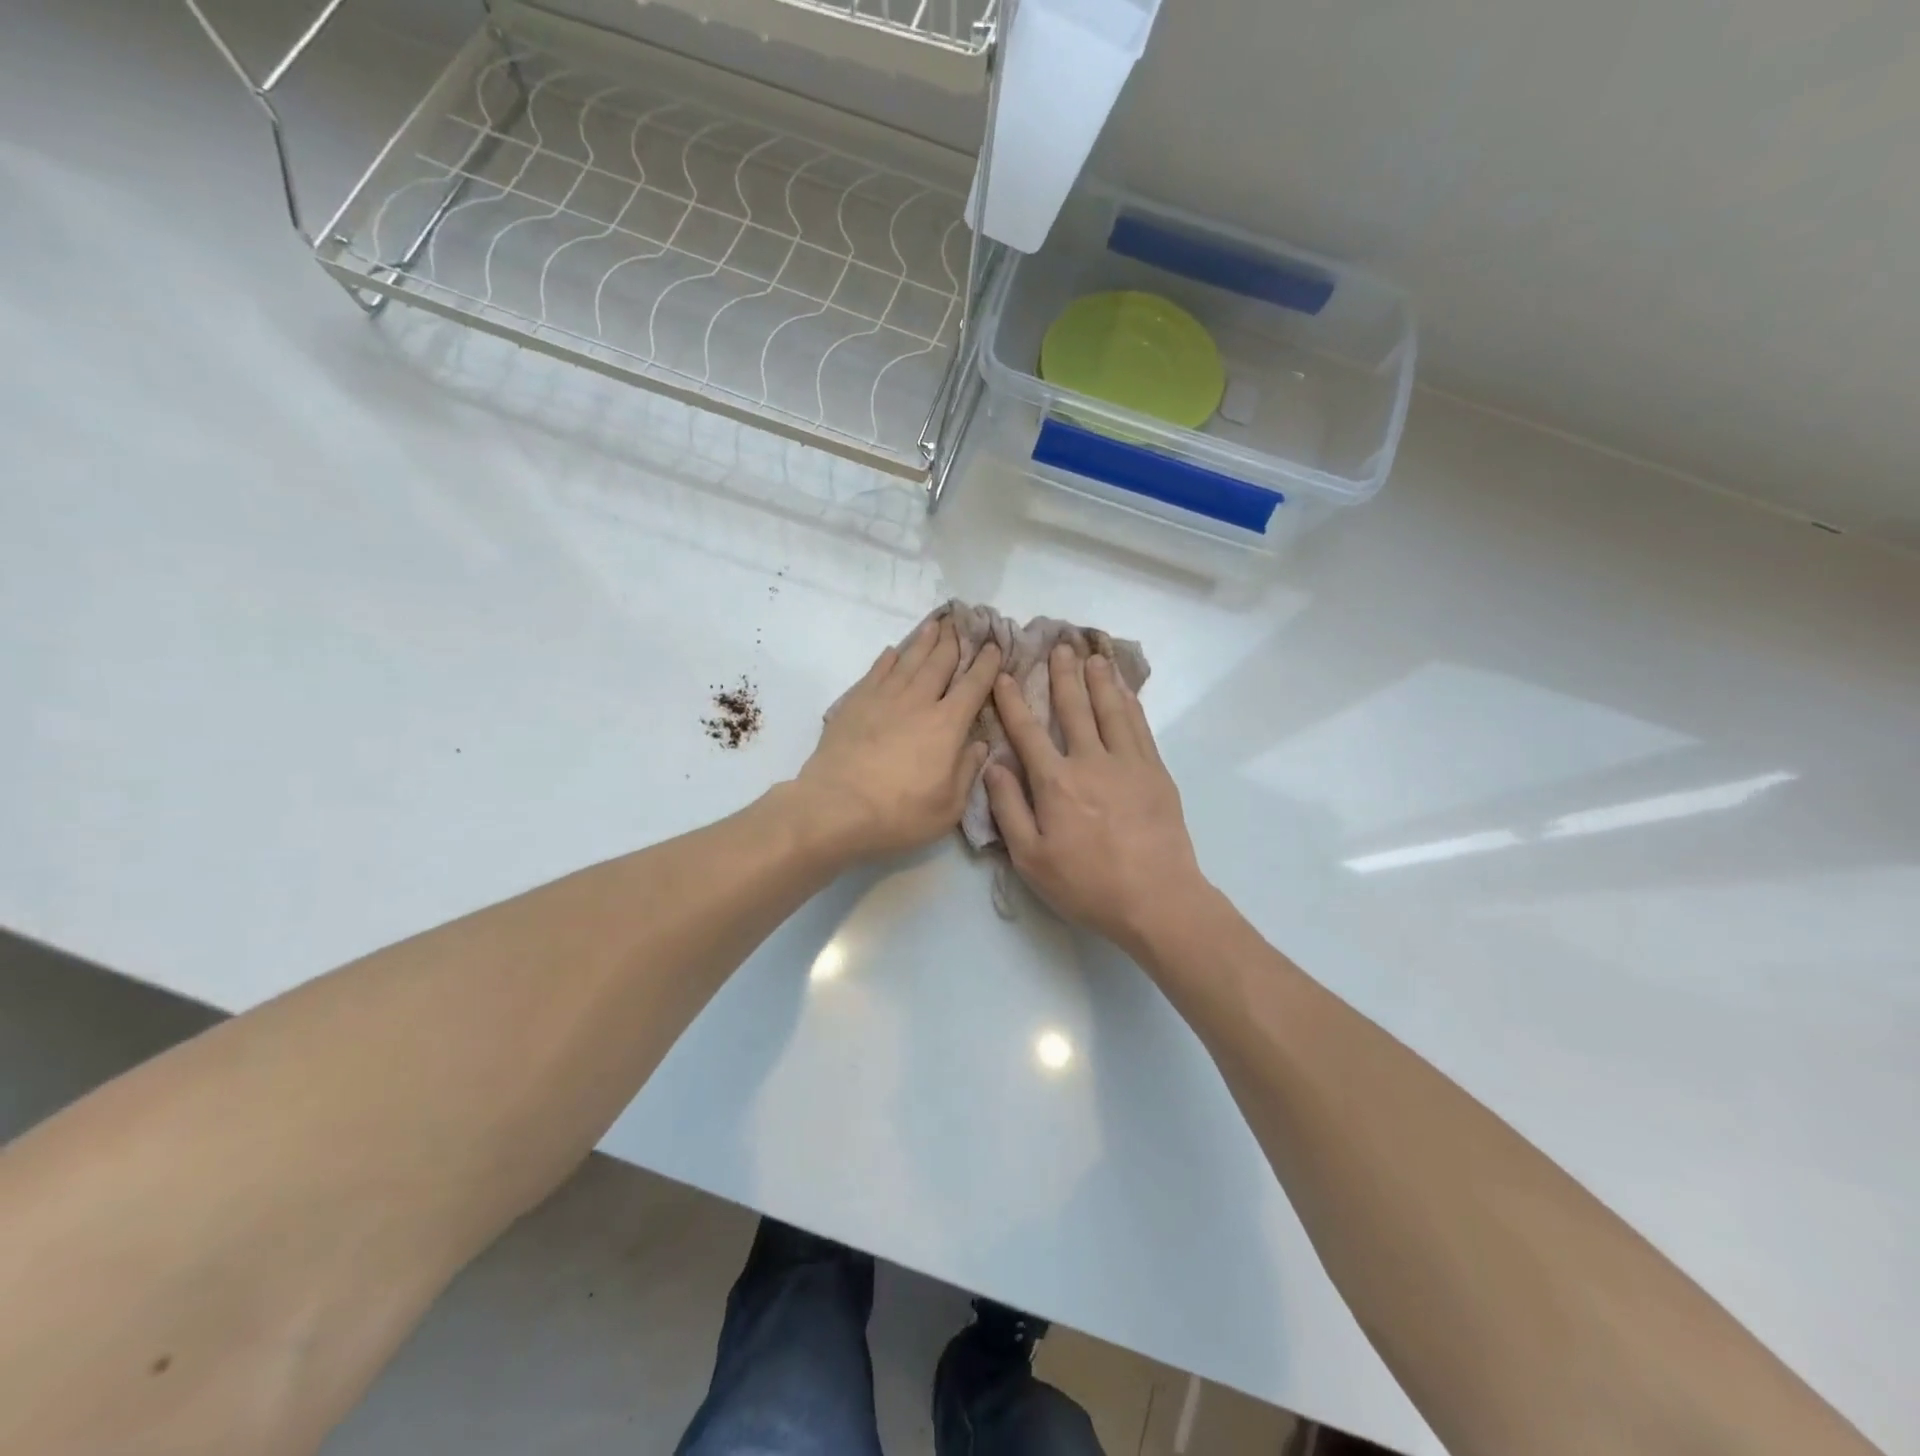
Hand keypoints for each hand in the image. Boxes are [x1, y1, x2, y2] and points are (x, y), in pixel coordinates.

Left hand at [794, 617, 1000, 861]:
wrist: (835, 808)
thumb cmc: (899, 814)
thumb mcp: (948, 807)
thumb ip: (966, 771)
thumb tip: (978, 744)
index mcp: (946, 725)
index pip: (973, 686)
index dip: (986, 665)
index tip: (994, 647)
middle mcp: (918, 702)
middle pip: (940, 663)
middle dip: (955, 642)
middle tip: (963, 623)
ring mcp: (883, 699)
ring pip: (908, 661)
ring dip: (924, 641)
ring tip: (935, 625)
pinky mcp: (854, 704)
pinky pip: (876, 672)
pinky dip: (888, 659)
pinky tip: (892, 651)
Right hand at [984, 646, 1208, 955]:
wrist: (1156, 899)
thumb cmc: (1086, 884)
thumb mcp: (1030, 858)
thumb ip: (1009, 808)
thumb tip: (993, 765)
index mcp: (1055, 782)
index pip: (1028, 732)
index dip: (1014, 701)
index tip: (1006, 675)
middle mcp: (1091, 761)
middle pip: (1074, 708)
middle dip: (1063, 675)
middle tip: (1059, 645)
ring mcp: (1128, 764)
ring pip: (1111, 710)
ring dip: (1099, 680)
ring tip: (1093, 655)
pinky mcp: (1156, 773)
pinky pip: (1140, 728)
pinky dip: (1130, 704)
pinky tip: (1126, 692)